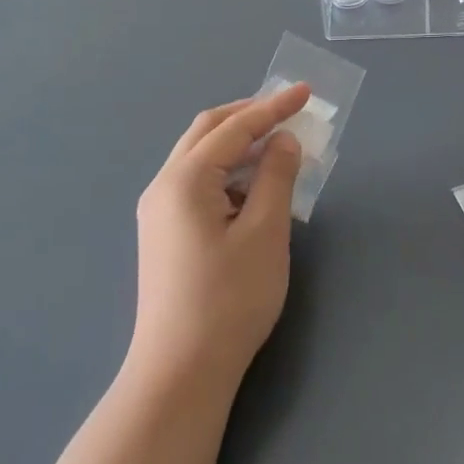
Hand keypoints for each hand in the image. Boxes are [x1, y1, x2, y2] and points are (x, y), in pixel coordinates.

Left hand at [129, 84, 308, 391]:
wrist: (180, 372)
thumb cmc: (229, 300)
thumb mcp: (266, 233)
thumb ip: (277, 177)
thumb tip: (283, 140)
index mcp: (185, 179)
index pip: (235, 128)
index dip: (273, 107)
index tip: (305, 92)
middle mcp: (164, 185)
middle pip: (208, 132)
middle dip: (249, 116)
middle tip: (288, 110)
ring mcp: (158, 210)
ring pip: (201, 157)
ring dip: (239, 145)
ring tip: (278, 148)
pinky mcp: (163, 233)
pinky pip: (197, 184)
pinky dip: (228, 173)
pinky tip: (254, 190)